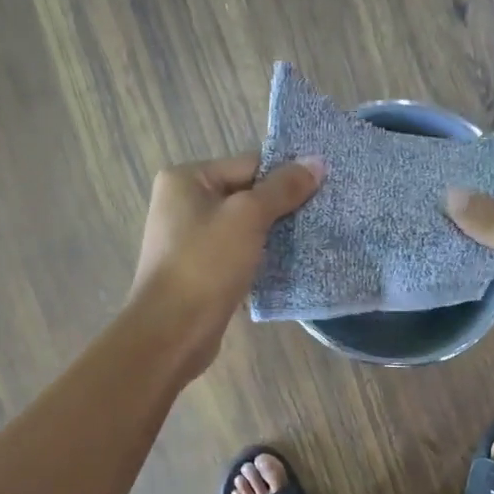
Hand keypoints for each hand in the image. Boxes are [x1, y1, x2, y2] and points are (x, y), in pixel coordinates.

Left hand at [130, 151, 323, 378]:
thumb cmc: (206, 264)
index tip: (322, 190)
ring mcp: (189, 240)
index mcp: (186, 179)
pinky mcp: (200, 272)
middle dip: (281, 208)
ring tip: (311, 241)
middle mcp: (183, 204)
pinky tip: (289, 267)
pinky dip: (260, 259)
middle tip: (321, 216)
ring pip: (244, 228)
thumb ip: (282, 189)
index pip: (248, 165)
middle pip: (246, 195)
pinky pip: (238, 255)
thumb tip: (317, 162)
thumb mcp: (248, 217)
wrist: (172, 331)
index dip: (285, 177)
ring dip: (274, 236)